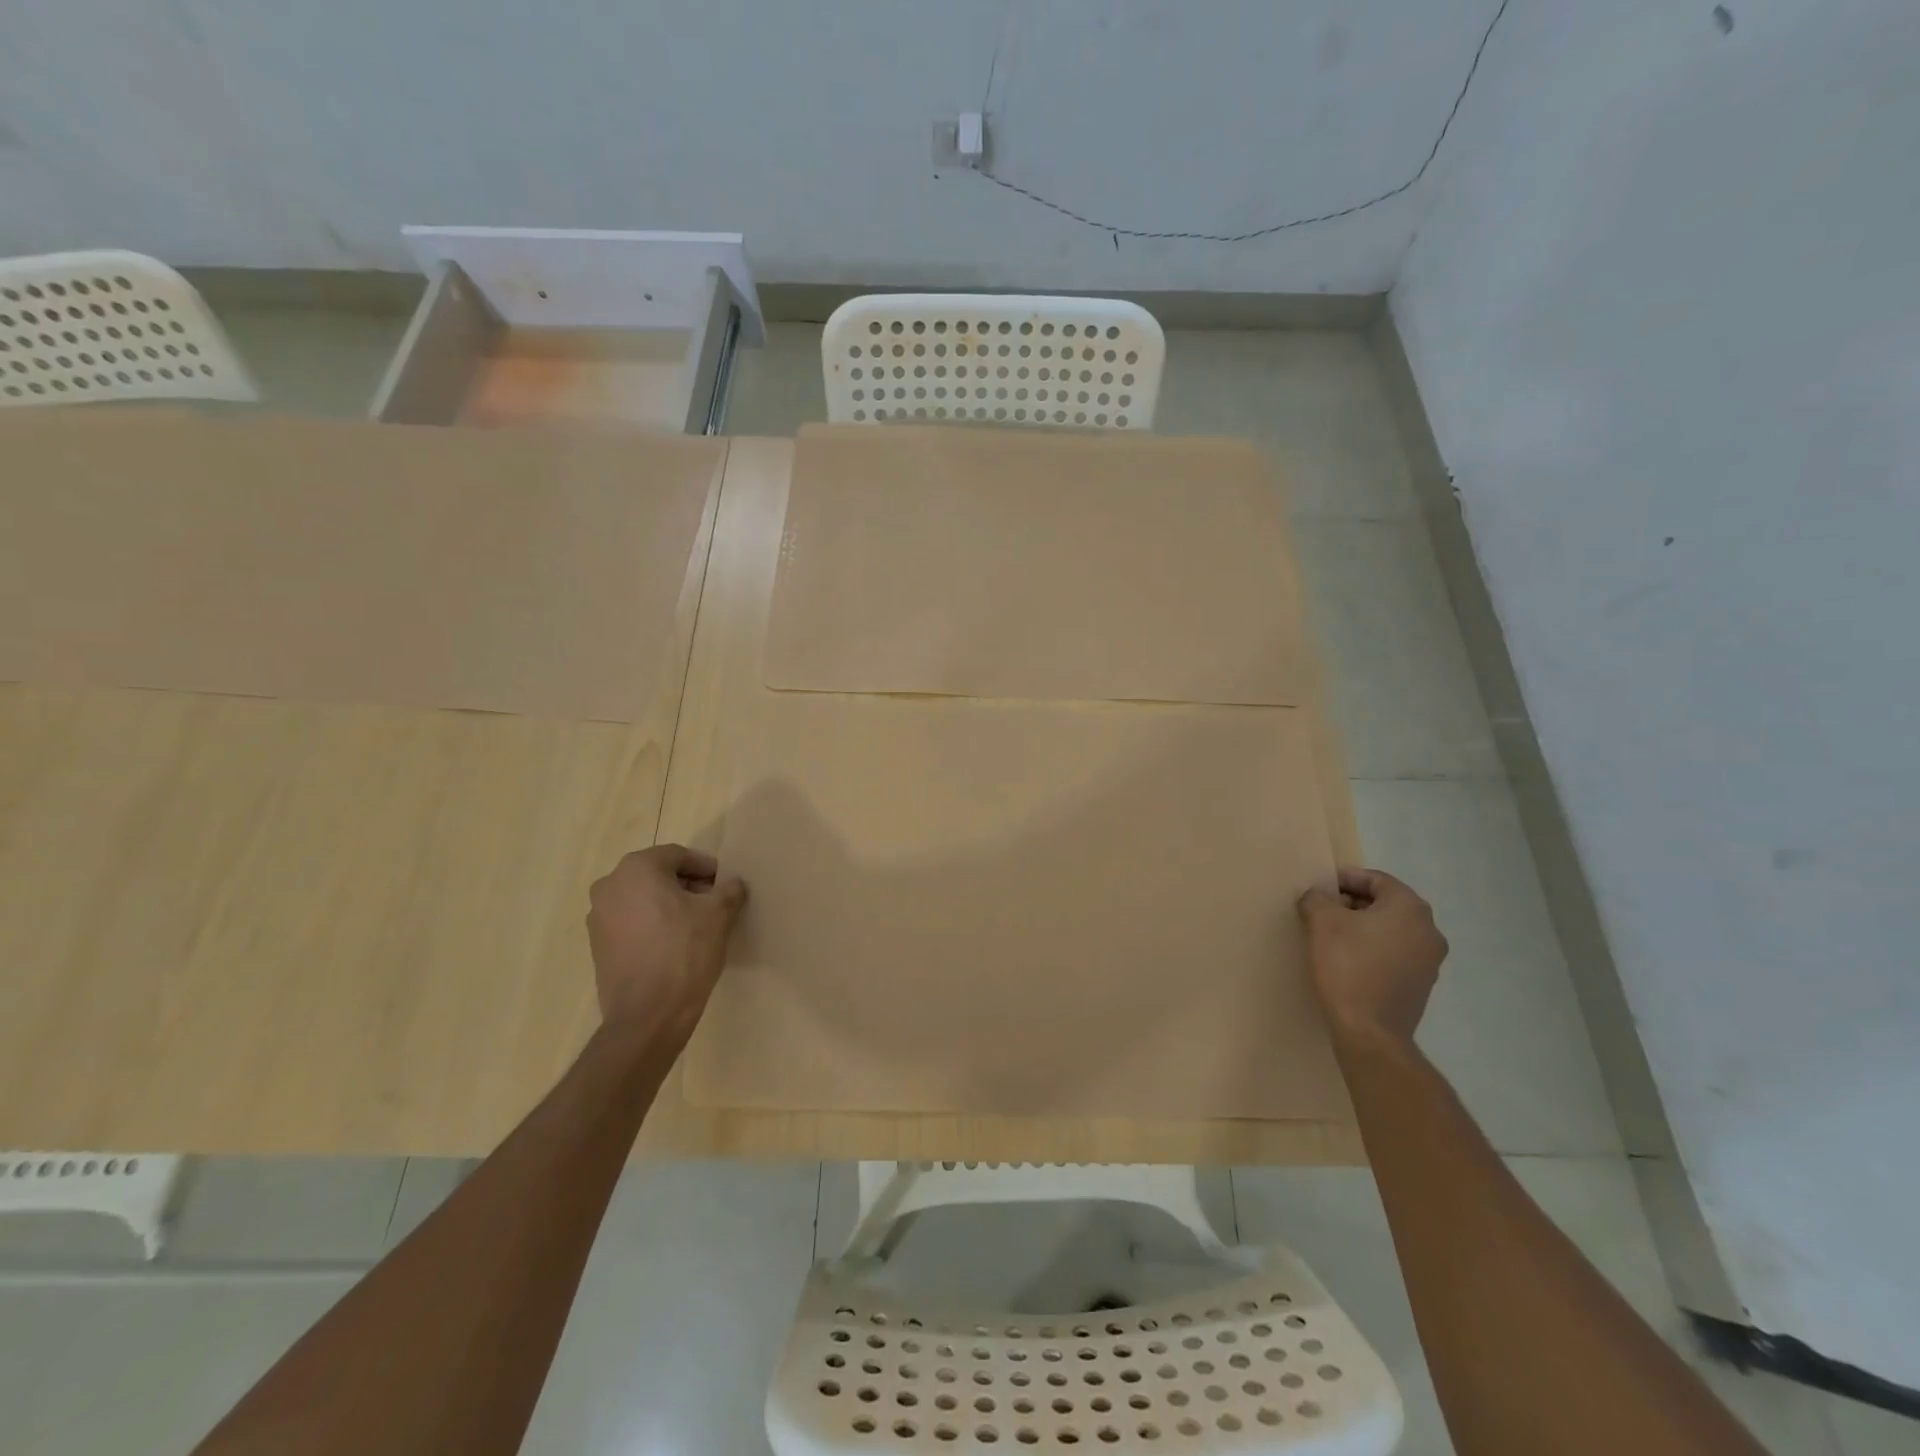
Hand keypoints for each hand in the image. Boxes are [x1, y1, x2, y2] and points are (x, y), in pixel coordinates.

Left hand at [587, 845, 747, 1040]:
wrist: (647, 1015)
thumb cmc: (684, 952)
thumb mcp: (718, 915)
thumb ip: (728, 890)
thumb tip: (732, 884)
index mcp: (637, 869)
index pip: (678, 855)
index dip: (706, 868)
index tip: (724, 885)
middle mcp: (610, 886)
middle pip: (657, 875)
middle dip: (687, 885)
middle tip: (713, 903)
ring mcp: (598, 918)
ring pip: (642, 899)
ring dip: (669, 905)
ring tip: (695, 926)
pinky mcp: (597, 946)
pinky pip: (631, 923)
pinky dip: (652, 925)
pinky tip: (674, 945)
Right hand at [1298, 866, 1447, 1046]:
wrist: (1370, 1032)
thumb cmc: (1347, 966)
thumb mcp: (1321, 922)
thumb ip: (1317, 898)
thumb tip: (1318, 897)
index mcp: (1410, 908)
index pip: (1376, 879)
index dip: (1345, 879)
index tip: (1320, 887)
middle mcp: (1429, 930)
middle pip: (1386, 903)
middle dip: (1353, 903)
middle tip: (1322, 910)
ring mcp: (1430, 960)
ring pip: (1391, 929)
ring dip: (1363, 927)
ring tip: (1331, 936)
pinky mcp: (1422, 984)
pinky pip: (1395, 953)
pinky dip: (1373, 949)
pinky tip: (1348, 960)